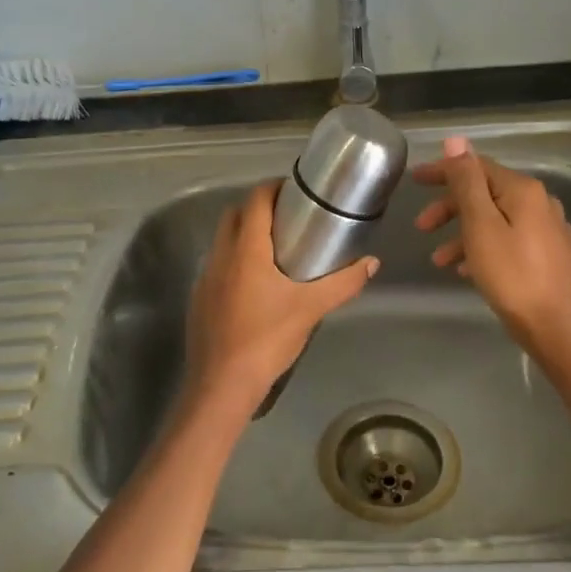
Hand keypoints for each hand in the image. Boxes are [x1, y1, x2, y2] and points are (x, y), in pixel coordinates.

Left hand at [181, 180, 378, 422]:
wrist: (222, 383)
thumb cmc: (267, 338)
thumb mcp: (311, 308)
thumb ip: (343, 283)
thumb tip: (372, 263)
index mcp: (246, 249)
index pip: (255, 200)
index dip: (272, 188)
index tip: (293, 191)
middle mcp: (221, 255)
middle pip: (235, 215)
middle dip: (258, 208)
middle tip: (288, 219)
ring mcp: (205, 277)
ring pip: (223, 240)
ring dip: (244, 235)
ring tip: (275, 250)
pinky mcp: (199, 298)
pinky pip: (217, 265)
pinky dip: (234, 261)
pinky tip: (254, 285)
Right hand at [414, 136, 570, 362]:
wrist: (557, 329)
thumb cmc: (512, 275)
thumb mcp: (480, 225)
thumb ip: (466, 182)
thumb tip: (456, 141)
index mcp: (523, 190)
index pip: (476, 167)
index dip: (443, 171)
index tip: (414, 181)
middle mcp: (539, 202)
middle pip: (485, 193)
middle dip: (449, 208)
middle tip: (421, 227)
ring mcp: (547, 230)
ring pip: (494, 220)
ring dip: (462, 234)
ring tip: (439, 261)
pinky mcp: (548, 255)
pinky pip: (506, 240)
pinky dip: (482, 248)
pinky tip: (466, 271)